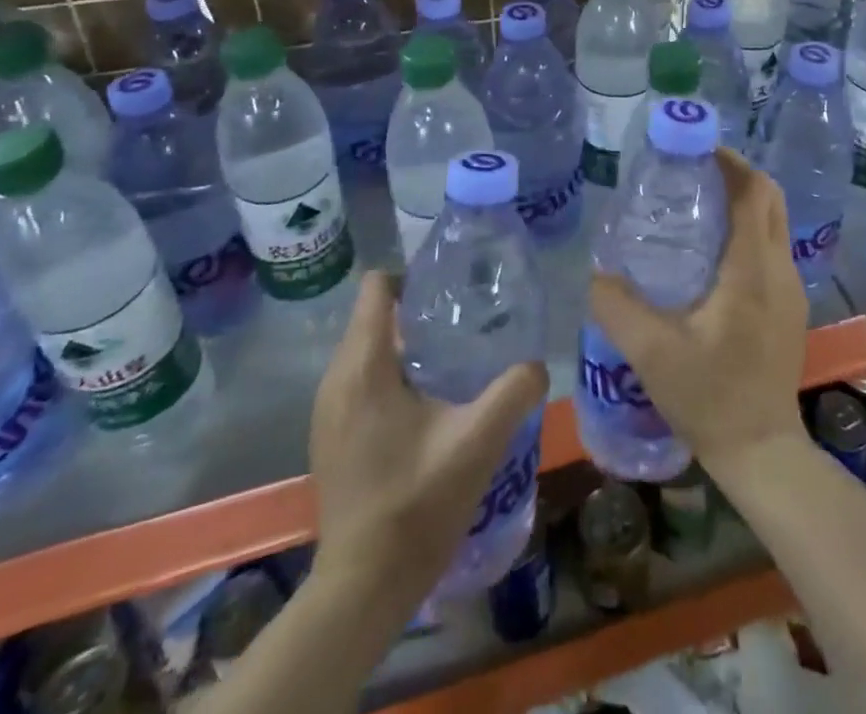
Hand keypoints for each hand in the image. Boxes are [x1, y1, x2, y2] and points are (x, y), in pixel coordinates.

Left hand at [308, 272, 547, 608]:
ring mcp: (328, 411)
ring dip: (407, 346)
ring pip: (368, 350)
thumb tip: (537, 364)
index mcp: (364, 366)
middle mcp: (336, 379)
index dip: (413, 277)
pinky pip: (361, 380)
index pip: (376, 288)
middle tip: (466, 323)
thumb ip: (514, 391)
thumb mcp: (478, 441)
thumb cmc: (416, 504)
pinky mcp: (331, 436)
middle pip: (374, 317)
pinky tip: (428, 404)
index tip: (452, 290)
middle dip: (418, 311)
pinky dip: (392, 376)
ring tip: (454, 360)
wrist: (363, 588)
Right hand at [588, 148, 809, 477]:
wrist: (761, 451)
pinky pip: (771, 248)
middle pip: (769, 198)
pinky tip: (710, 252)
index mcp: (752, 268)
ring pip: (773, 223)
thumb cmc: (710, 397)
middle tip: (692, 172)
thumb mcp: (651, 352)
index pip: (753, 192)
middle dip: (736, 174)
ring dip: (743, 201)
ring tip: (697, 204)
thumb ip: (617, 306)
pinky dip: (747, 230)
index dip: (729, 162)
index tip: (694, 149)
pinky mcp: (788, 306)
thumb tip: (595, 272)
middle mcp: (779, 268)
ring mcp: (790, 288)